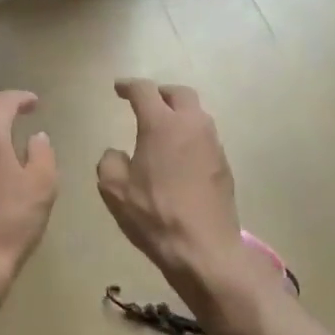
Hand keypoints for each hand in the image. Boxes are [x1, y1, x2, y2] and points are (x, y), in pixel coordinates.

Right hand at [97, 79, 245, 292]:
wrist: (204, 248)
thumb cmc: (154, 215)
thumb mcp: (114, 190)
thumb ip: (110, 161)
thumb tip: (117, 153)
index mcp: (162, 125)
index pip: (145, 91)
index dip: (129, 86)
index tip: (119, 89)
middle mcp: (192, 125)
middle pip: (179, 94)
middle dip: (161, 93)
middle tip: (146, 102)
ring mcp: (213, 144)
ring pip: (197, 115)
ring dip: (179, 114)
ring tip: (163, 129)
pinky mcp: (224, 164)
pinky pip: (205, 137)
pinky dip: (190, 136)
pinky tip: (179, 156)